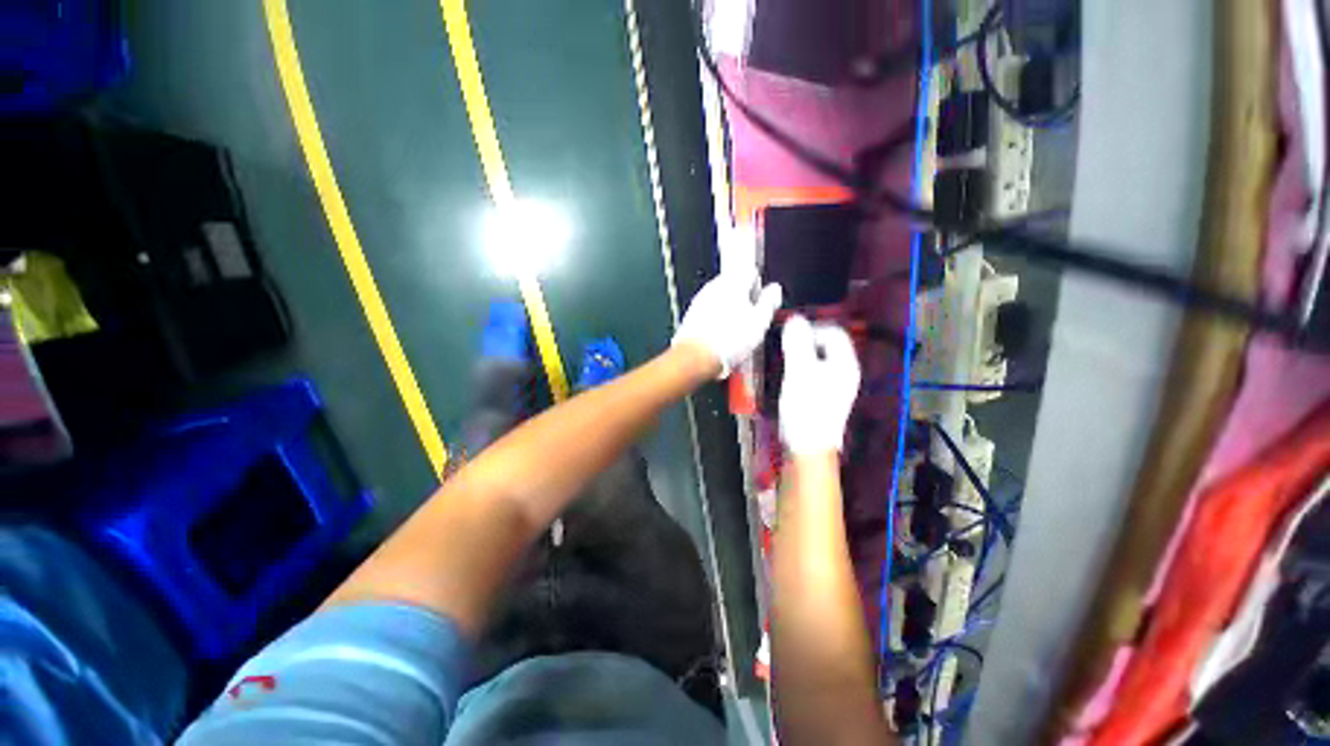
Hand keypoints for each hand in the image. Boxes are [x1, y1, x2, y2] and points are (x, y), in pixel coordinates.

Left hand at [673, 266, 781, 378]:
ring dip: (730, 311)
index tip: (763, 300)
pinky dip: (717, 322)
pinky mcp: (692, 315)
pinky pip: (709, 313)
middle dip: (744, 299)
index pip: (750, 271)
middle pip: (734, 286)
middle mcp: (714, 287)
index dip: (760, 286)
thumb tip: (775, 291)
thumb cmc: (726, 341)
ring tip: (737, 333)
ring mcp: (701, 300)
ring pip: (721, 300)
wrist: (697, 357)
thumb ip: (769, 302)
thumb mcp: (760, 322)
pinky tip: (723, 338)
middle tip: (752, 319)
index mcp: (733, 282)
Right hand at [779, 315, 860, 453]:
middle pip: (826, 345)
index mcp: (844, 363)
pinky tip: (789, 377)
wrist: (808, 446)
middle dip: (804, 342)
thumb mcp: (799, 372)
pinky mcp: (824, 397)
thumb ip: (797, 344)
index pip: (834, 332)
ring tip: (784, 360)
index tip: (790, 336)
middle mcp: (844, 372)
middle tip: (784, 347)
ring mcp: (835, 386)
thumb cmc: (806, 407)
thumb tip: (794, 319)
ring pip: (818, 359)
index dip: (812, 328)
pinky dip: (801, 368)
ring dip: (801, 355)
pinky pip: (814, 372)